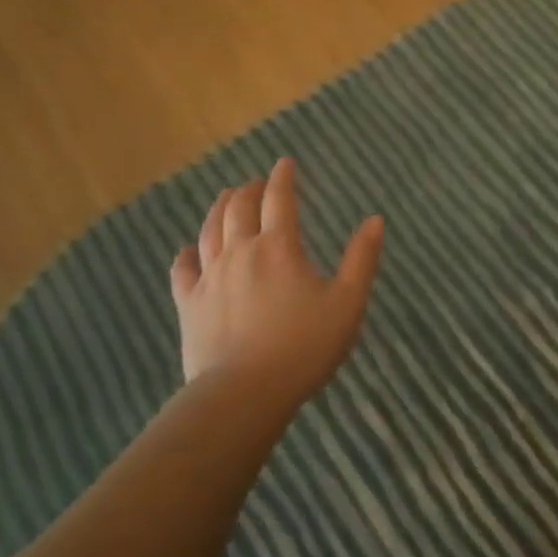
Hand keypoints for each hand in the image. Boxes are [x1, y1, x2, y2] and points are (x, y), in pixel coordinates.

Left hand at [170, 158, 383, 405]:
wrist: (244, 393)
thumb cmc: (304, 348)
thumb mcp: (347, 303)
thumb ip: (362, 259)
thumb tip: (375, 219)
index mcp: (278, 248)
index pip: (279, 200)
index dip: (283, 178)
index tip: (285, 163)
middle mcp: (240, 252)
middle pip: (240, 208)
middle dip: (250, 190)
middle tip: (257, 182)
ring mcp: (209, 277)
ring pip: (210, 230)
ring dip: (219, 209)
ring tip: (226, 198)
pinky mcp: (189, 303)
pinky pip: (182, 269)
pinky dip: (186, 253)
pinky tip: (188, 249)